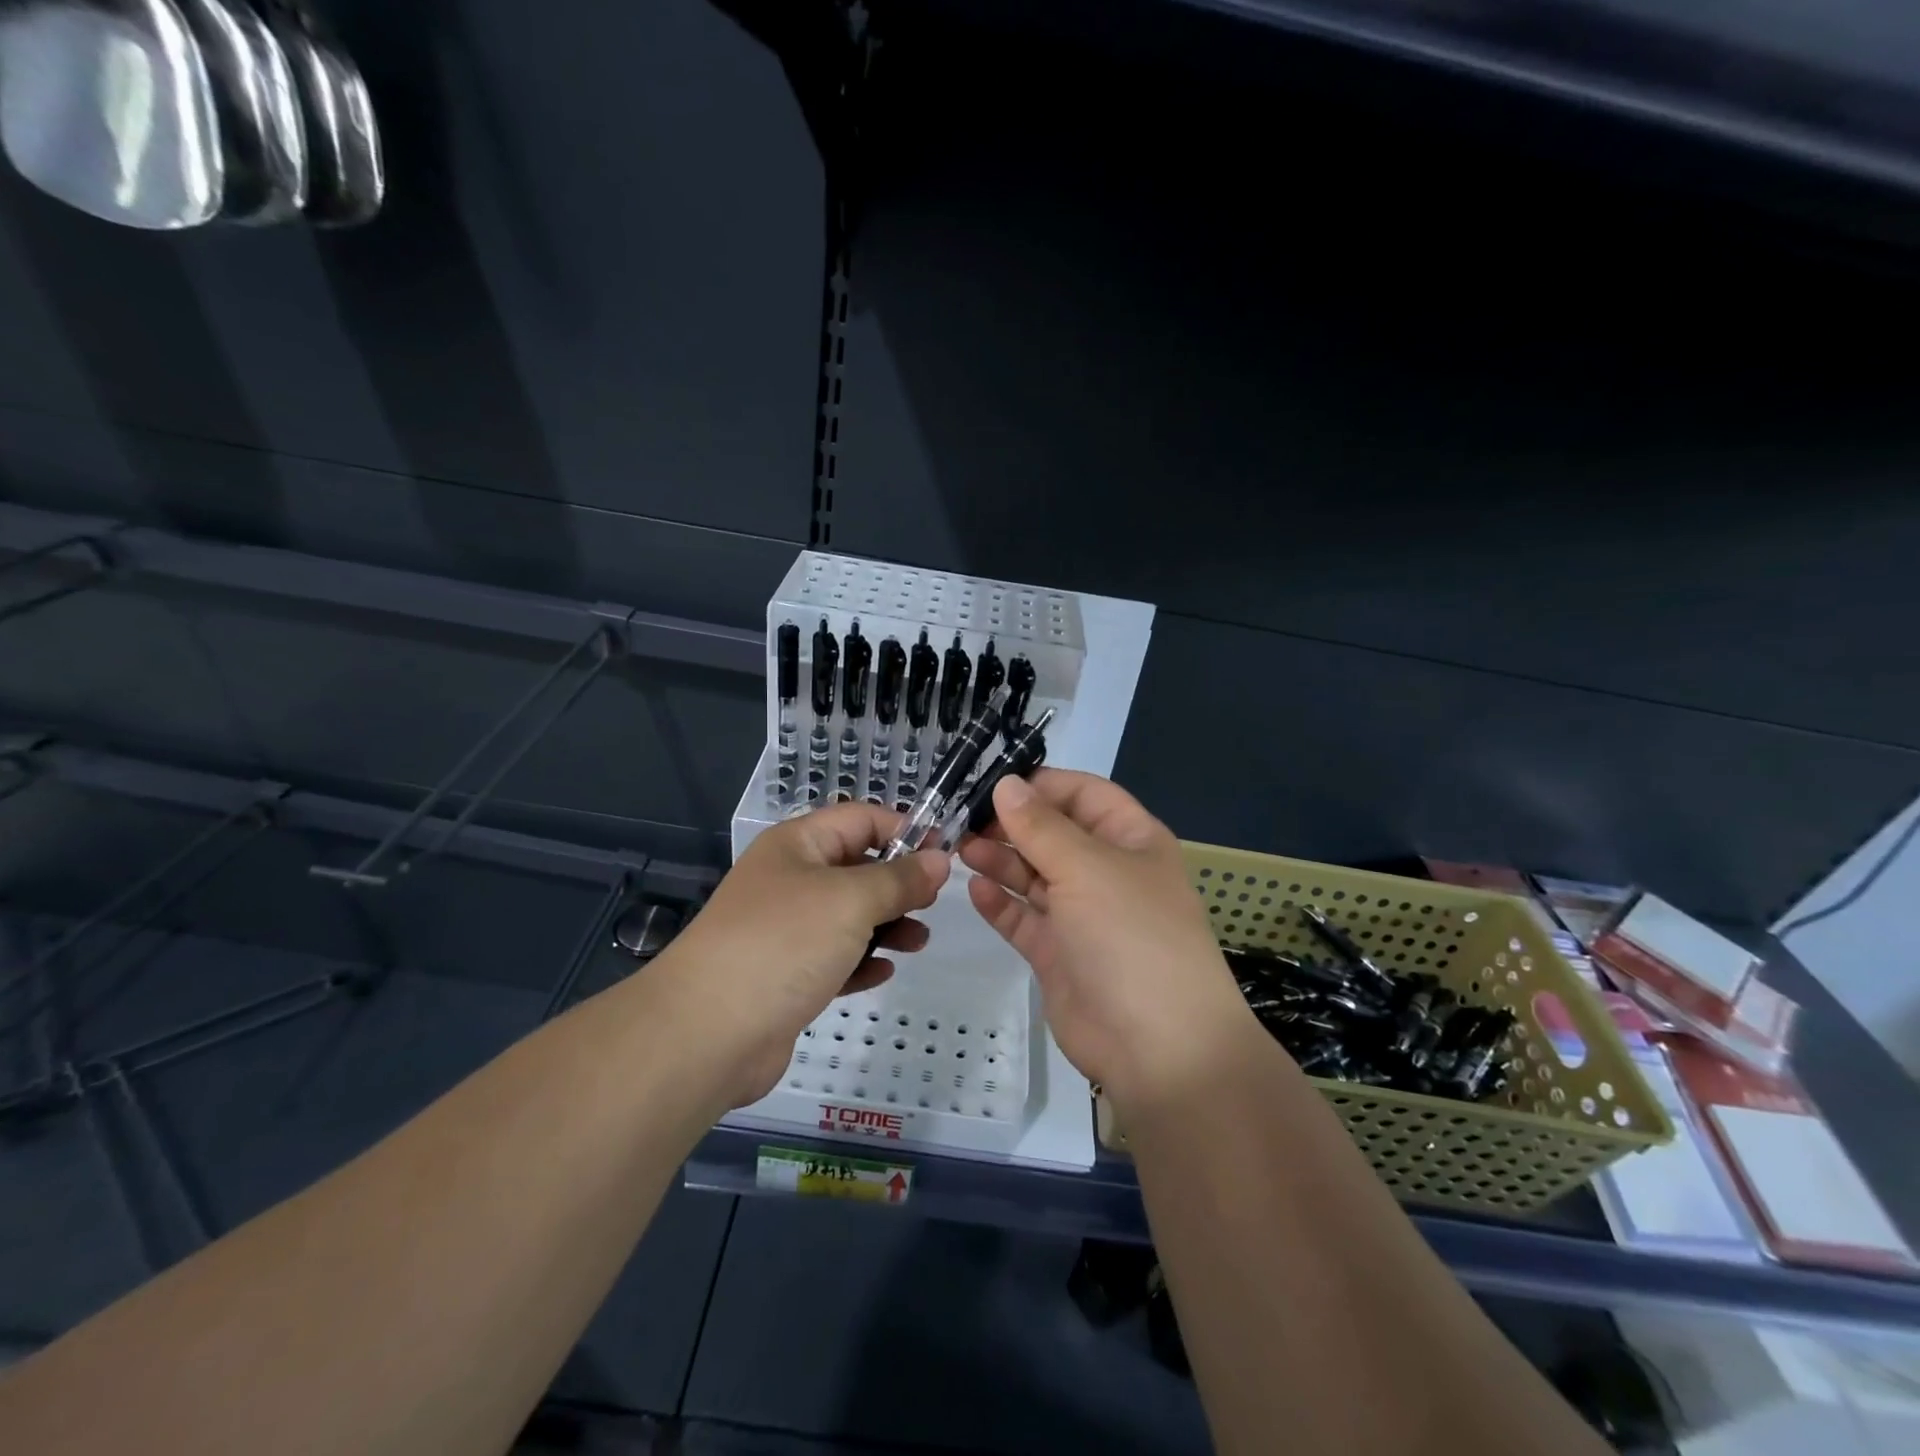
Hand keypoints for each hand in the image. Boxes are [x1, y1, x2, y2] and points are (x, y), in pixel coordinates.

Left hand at [663, 804, 948, 1105]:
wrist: (707, 1033)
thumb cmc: (784, 944)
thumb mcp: (851, 900)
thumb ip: (900, 879)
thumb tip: (940, 859)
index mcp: (798, 845)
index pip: (860, 818)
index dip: (904, 830)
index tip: (945, 854)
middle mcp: (790, 880)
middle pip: (856, 867)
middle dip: (898, 883)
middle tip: (932, 903)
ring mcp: (785, 930)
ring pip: (849, 916)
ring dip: (887, 925)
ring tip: (918, 941)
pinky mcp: (786, 975)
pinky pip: (835, 958)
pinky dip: (861, 961)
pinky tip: (884, 972)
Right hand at [960, 771, 1263, 1114]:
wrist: (1158, 1048)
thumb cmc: (1131, 936)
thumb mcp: (1087, 868)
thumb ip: (1040, 826)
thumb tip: (1006, 784)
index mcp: (1131, 840)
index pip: (1084, 794)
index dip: (1042, 784)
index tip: (992, 782)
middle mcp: (1107, 872)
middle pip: (1053, 834)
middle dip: (1011, 823)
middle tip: (961, 818)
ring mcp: (1082, 916)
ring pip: (1034, 875)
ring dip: (1000, 860)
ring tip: (959, 849)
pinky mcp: (1059, 954)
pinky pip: (1024, 918)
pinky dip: (1000, 903)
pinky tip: (974, 889)